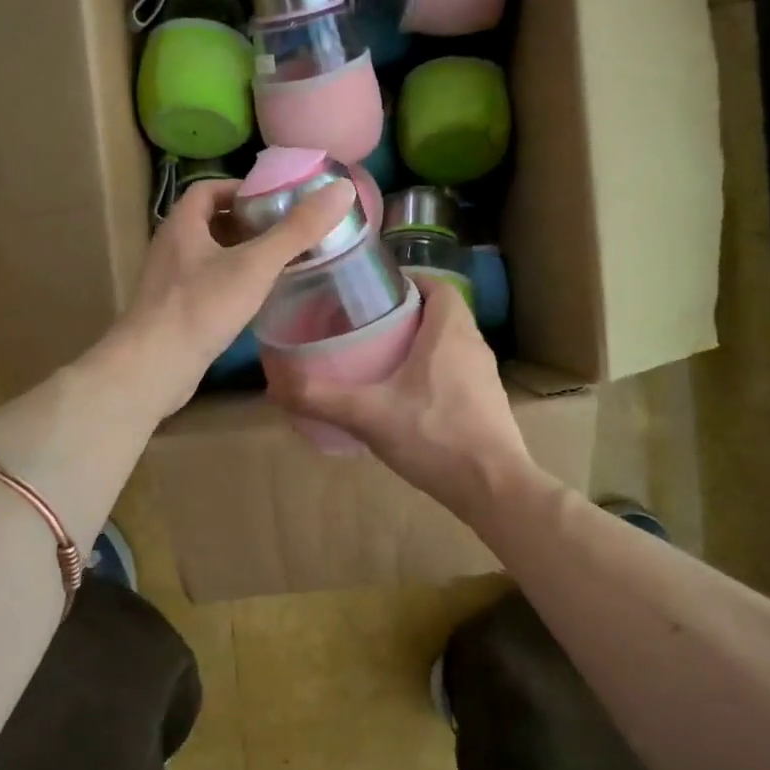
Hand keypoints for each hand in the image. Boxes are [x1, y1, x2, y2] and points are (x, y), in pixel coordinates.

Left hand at [109, 176, 356, 417]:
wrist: (153, 367)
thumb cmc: (201, 307)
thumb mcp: (255, 264)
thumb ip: (297, 230)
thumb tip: (341, 190)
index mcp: (182, 225)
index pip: (209, 190)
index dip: (241, 189)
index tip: (275, 200)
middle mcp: (171, 248)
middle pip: (210, 223)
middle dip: (247, 224)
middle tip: (285, 232)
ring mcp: (169, 283)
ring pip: (209, 257)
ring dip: (240, 256)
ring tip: (278, 263)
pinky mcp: (173, 313)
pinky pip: (206, 287)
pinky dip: (231, 285)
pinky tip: (255, 300)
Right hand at [265, 277, 531, 514]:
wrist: (494, 488)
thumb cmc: (435, 436)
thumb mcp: (369, 415)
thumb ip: (321, 398)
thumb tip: (275, 385)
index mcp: (450, 331)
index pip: (437, 284)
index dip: (407, 281)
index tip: (373, 291)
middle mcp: (473, 345)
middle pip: (441, 312)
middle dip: (406, 313)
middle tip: (366, 324)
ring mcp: (485, 375)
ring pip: (449, 343)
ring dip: (420, 343)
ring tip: (381, 357)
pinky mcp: (487, 402)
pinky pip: (456, 370)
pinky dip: (432, 371)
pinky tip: (405, 397)